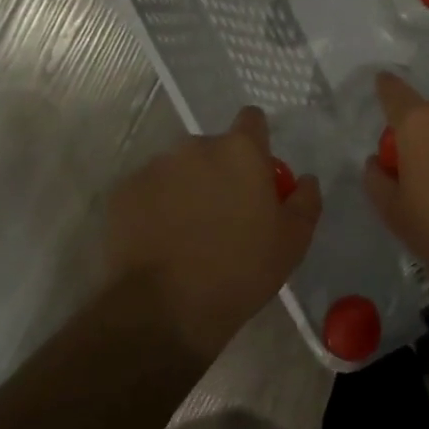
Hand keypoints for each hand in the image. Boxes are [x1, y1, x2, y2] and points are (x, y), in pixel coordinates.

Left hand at [105, 107, 321, 359]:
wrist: (165, 309)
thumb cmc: (241, 270)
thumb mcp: (294, 241)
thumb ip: (305, 200)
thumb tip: (305, 179)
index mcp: (241, 151)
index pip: (252, 119)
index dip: (256, 141)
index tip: (257, 173)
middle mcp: (195, 147)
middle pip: (213, 148)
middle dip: (220, 171)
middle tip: (226, 214)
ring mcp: (154, 168)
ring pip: (179, 169)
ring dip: (187, 189)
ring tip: (189, 233)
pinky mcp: (123, 192)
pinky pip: (148, 191)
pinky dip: (156, 207)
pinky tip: (161, 242)